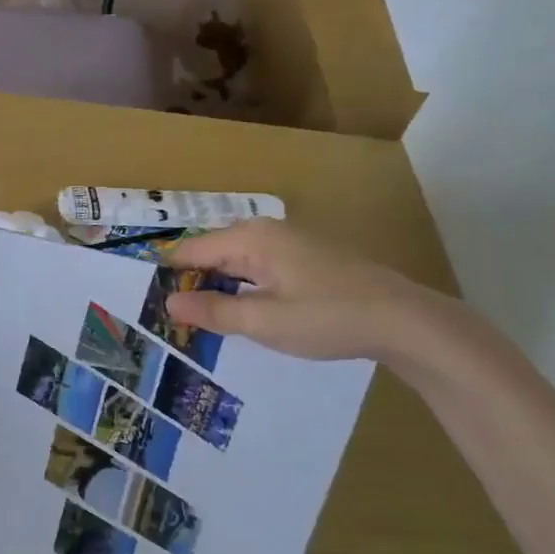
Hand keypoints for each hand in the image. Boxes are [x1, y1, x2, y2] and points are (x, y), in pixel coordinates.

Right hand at [164, 219, 437, 361]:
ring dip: (218, 288)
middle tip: (171, 319)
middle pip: (213, 254)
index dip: (169, 277)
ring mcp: (289, 243)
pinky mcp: (307, 258)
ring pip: (237, 262)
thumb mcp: (264, 322)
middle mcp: (266, 231)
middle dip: (192, 283)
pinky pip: (259, 268)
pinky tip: (243, 313)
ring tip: (200, 320)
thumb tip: (170, 304)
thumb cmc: (328, 317)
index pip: (191, 251)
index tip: (150, 304)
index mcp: (250, 238)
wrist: (404, 320)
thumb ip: (213, 312)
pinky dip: (243, 288)